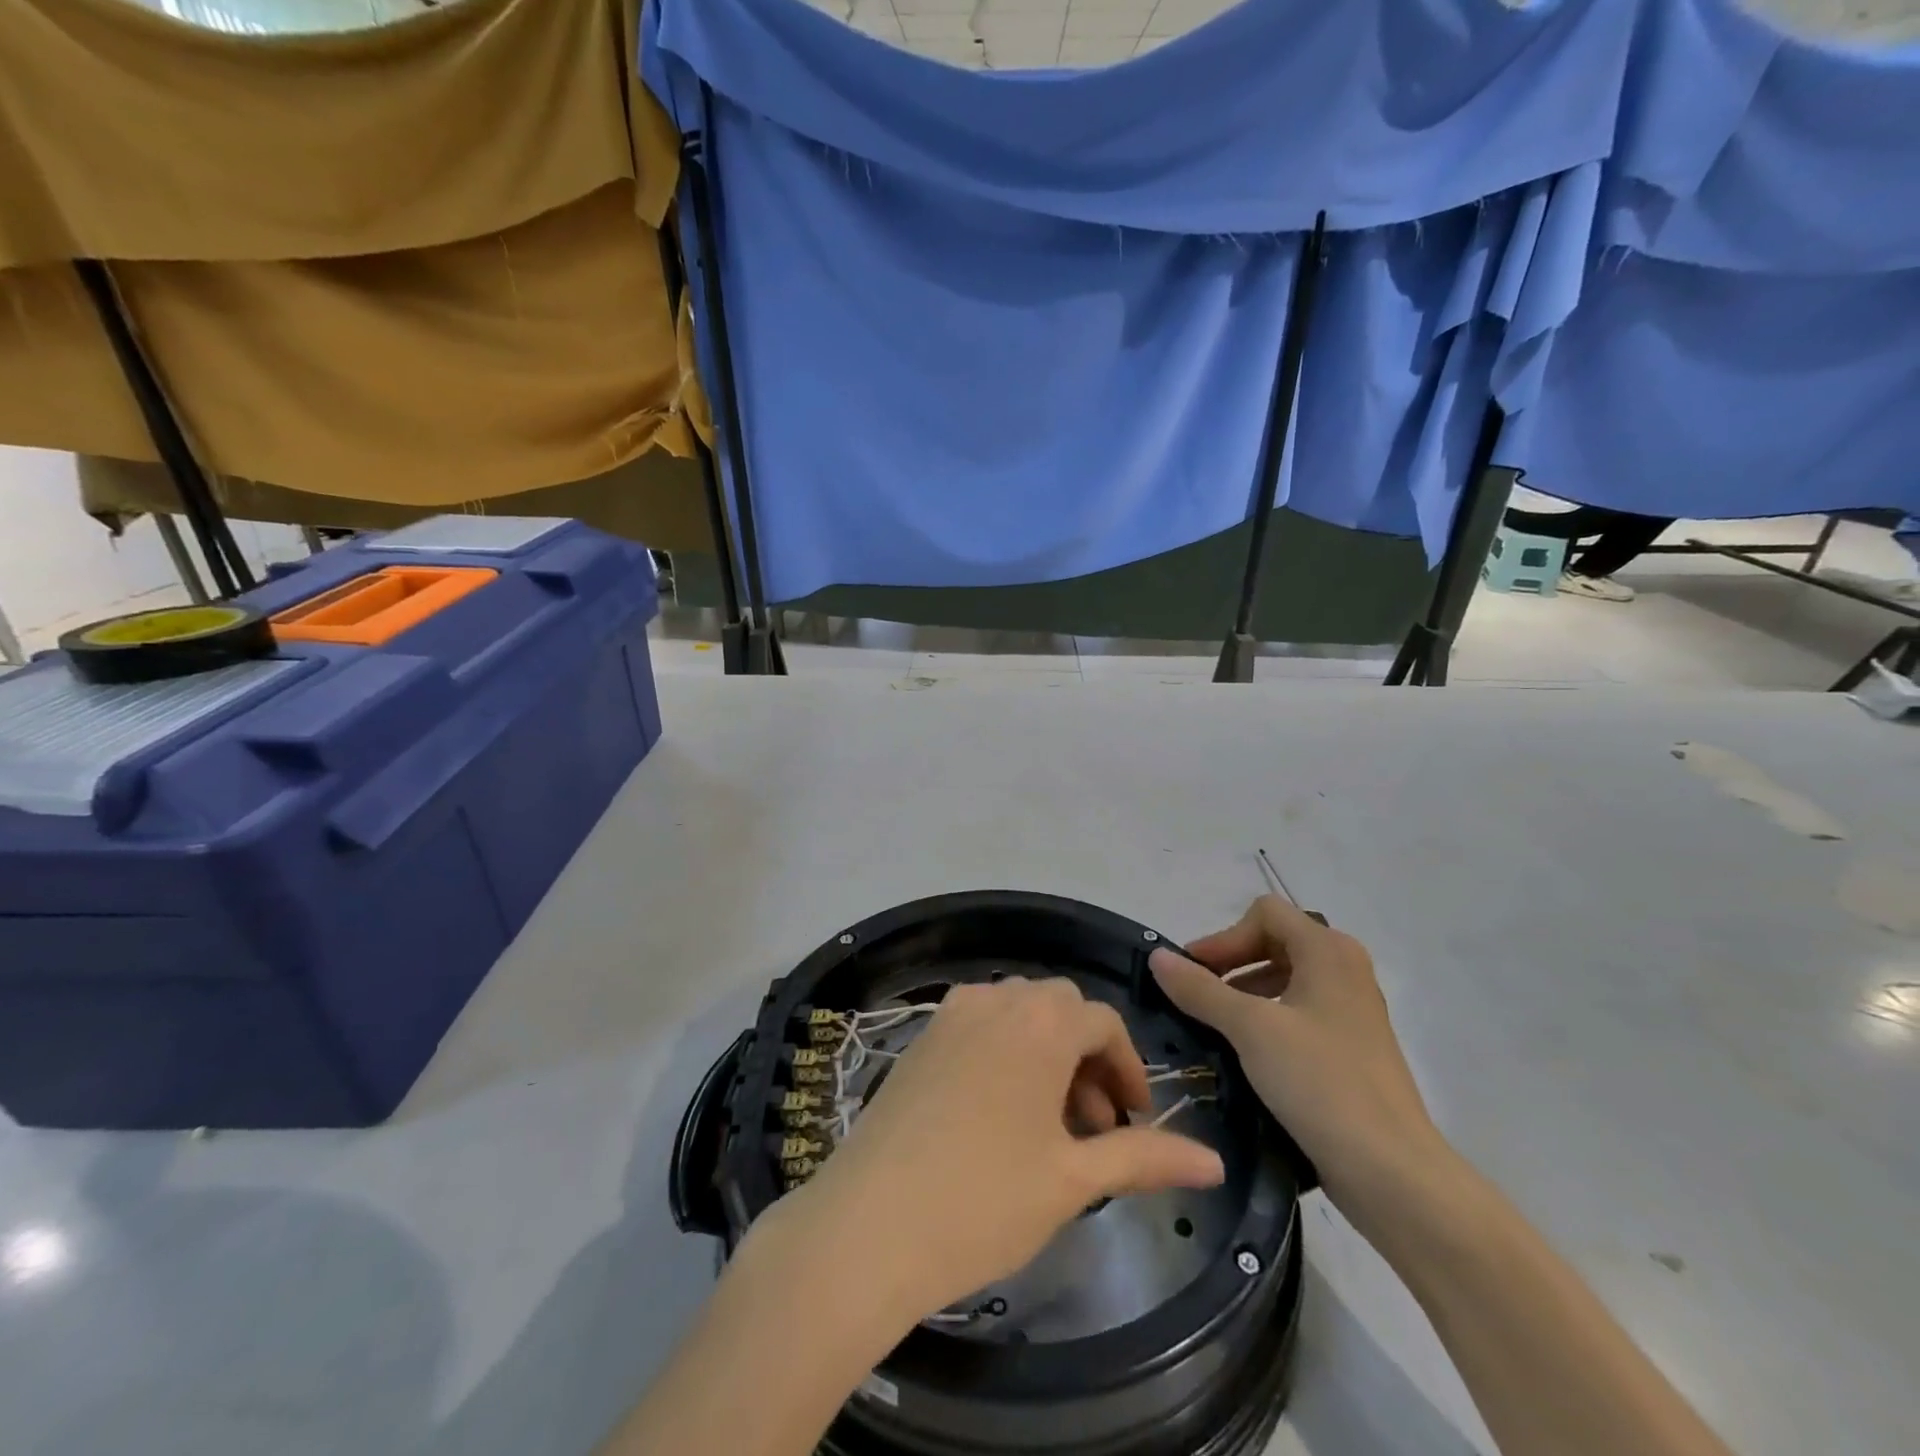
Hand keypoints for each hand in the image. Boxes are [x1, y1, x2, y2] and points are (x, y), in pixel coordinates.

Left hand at [782, 978, 1224, 1326]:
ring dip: (1047, 1053)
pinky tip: (1001, 1113)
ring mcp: (950, 1014)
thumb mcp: (1072, 1180)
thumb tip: (1214, 1162)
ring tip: (1051, 1125)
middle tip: (1096, 1124)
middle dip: (1088, 1057)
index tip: (1135, 1119)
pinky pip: (980, 1026)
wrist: (868, 1224)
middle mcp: (995, 1000)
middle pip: (1059, 1009)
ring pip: (1018, 1014)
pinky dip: (1006, 1052)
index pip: (1102, 1022)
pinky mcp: (920, 1037)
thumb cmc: (983, 1200)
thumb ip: (1145, 1158)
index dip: (1128, 1067)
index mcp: (1038, 1022)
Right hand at [1149, 895, 1446, 1236]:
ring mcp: (1352, 1010)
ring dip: (1245, 992)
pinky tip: (1245, 1053)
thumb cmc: (1320, 1083)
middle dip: (1231, 962)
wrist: (1393, 1172)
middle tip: (1196, 995)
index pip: (1265, 914)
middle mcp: (1345, 970)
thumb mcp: (1250, 1029)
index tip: (1194, 973)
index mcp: (1328, 952)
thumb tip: (1157, 957)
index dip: (1225, 937)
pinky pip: (1300, 1013)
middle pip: (1275, 942)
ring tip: (1214, 1025)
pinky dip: (1267, 1019)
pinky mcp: (1352, 1048)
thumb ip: (1200, 989)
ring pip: (1286, 979)